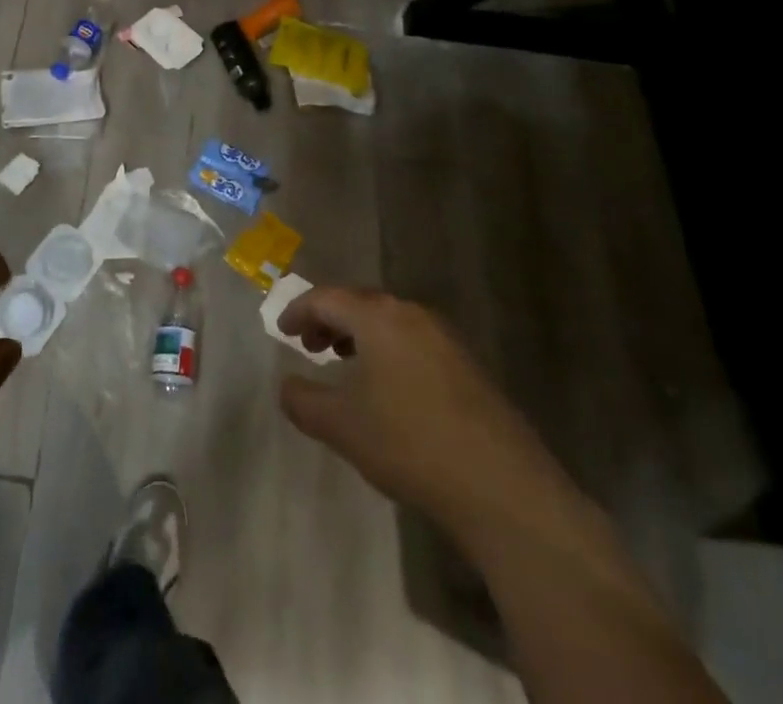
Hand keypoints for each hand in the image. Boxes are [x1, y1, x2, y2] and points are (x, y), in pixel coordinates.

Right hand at [278, 287, 534, 529]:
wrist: (500, 485)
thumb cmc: (408, 443)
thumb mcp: (341, 426)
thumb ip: (303, 401)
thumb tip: (287, 386)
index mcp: (378, 317)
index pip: (327, 298)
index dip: (299, 311)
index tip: (282, 331)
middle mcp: (411, 314)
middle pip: (360, 303)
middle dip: (330, 320)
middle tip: (310, 346)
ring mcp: (445, 337)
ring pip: (389, 322)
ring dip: (360, 335)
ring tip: (344, 363)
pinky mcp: (467, 365)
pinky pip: (413, 341)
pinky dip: (388, 350)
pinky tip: (387, 388)